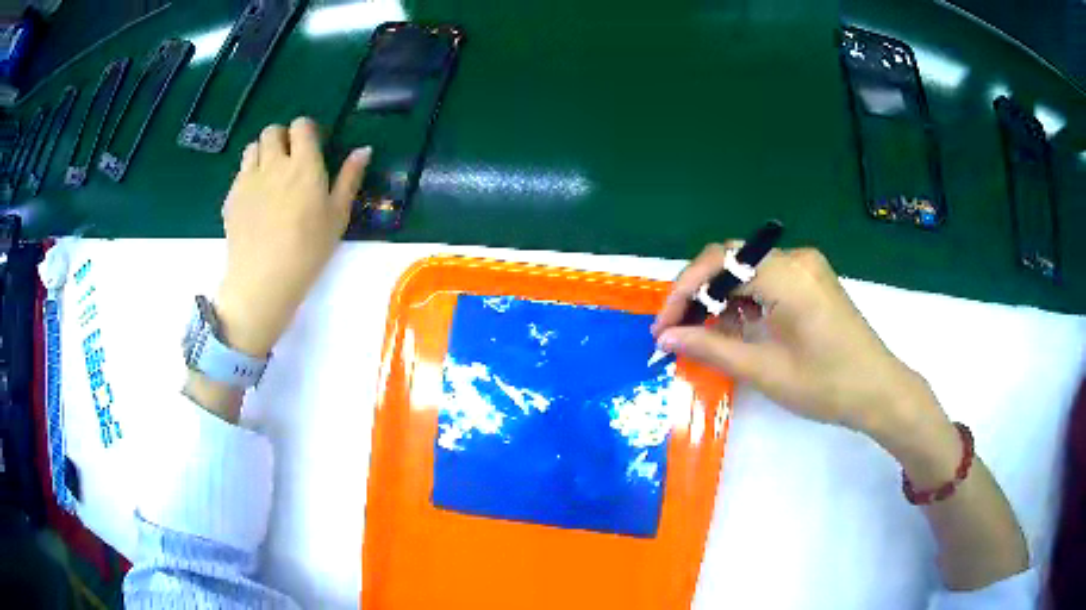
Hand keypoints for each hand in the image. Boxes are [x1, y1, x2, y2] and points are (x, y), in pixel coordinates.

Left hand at [215, 117, 370, 355]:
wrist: (263, 281)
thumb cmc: (308, 250)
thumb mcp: (337, 216)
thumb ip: (349, 178)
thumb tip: (363, 149)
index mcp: (304, 165)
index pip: (301, 126)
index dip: (306, 131)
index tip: (312, 147)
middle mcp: (274, 163)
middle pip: (272, 131)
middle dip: (282, 138)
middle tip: (289, 161)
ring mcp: (248, 179)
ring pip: (252, 147)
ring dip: (262, 153)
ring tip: (269, 176)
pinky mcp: (231, 197)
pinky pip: (240, 173)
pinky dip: (248, 177)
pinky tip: (255, 201)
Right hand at [652, 244, 945, 445]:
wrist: (879, 391)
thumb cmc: (827, 385)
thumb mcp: (766, 370)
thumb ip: (712, 348)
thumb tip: (667, 338)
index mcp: (788, 275)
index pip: (720, 263)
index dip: (684, 291)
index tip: (662, 327)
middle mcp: (796, 259)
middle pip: (731, 261)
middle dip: (698, 294)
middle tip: (675, 331)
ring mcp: (806, 267)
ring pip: (746, 270)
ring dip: (720, 299)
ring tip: (703, 335)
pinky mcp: (812, 280)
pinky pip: (766, 280)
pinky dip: (744, 301)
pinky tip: (737, 328)